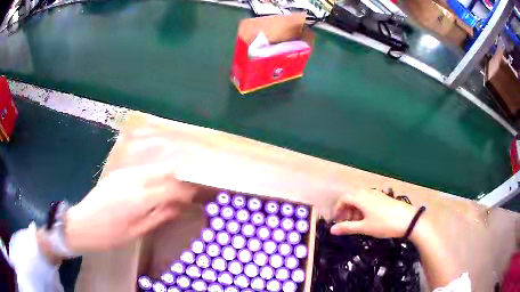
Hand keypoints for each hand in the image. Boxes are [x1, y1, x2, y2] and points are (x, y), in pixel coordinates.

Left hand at [64, 164, 196, 253]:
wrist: (81, 224)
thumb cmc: (109, 235)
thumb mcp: (136, 231)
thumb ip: (158, 216)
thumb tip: (178, 208)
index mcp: (138, 198)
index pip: (171, 187)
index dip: (186, 191)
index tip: (196, 195)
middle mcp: (133, 179)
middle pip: (165, 170)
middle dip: (180, 177)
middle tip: (189, 189)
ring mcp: (124, 173)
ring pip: (154, 168)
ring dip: (168, 175)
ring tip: (175, 188)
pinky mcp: (118, 173)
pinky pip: (142, 170)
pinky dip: (154, 176)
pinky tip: (156, 186)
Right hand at [330, 189, 417, 237]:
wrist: (408, 220)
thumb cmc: (384, 224)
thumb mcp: (364, 228)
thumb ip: (347, 228)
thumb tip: (331, 230)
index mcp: (361, 198)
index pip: (343, 199)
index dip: (337, 209)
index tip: (337, 221)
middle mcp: (367, 192)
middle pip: (351, 198)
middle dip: (346, 210)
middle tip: (346, 224)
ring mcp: (376, 194)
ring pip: (360, 199)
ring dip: (355, 210)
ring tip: (357, 223)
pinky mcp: (383, 197)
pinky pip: (368, 200)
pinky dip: (363, 208)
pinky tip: (368, 219)